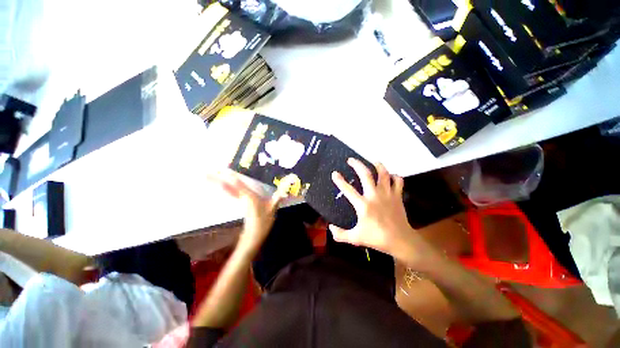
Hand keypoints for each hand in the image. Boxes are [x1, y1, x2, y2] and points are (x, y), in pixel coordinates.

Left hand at [211, 171, 289, 255]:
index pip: (239, 184)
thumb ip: (277, 198)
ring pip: (227, 190)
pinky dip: (225, 188)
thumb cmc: (263, 222)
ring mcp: (240, 201)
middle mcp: (242, 197)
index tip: (221, 168)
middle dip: (216, 179)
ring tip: (207, 177)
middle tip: (204, 173)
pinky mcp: (240, 204)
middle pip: (228, 187)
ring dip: (217, 183)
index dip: (231, 176)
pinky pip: (231, 193)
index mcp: (249, 197)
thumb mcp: (272, 209)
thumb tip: (285, 191)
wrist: (253, 236)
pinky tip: (222, 185)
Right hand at [330, 159, 438, 267]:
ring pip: (383, 174)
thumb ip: (341, 234)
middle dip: (357, 164)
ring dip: (377, 165)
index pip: (348, 189)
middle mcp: (374, 195)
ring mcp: (387, 194)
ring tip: (372, 160)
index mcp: (363, 205)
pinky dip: (394, 176)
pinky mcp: (397, 196)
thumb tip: (330, 227)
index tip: (334, 173)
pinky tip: (390, 175)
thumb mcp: (356, 238)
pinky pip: (398, 181)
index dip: (339, 180)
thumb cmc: (377, 238)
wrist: (401, 241)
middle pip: (366, 174)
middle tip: (351, 159)